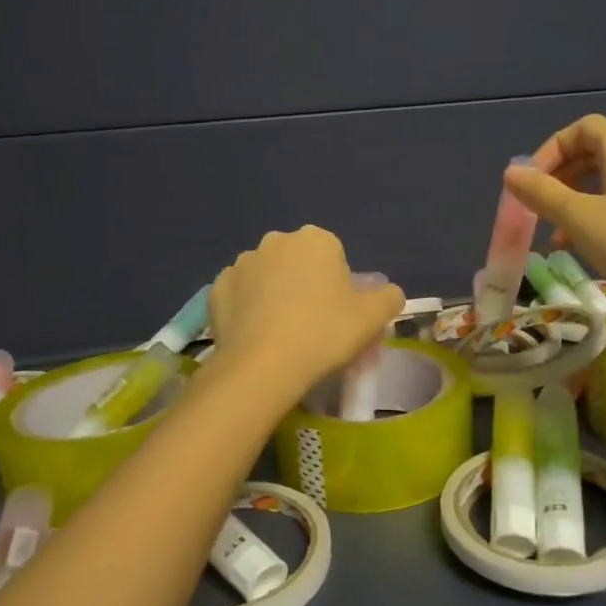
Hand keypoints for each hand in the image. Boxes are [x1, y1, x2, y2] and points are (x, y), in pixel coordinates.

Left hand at [210, 227, 404, 391]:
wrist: (263, 366)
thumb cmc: (324, 333)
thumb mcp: (373, 317)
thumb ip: (389, 297)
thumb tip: (389, 293)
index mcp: (315, 240)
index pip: (334, 257)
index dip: (339, 286)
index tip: (338, 314)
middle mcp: (276, 241)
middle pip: (298, 263)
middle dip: (305, 285)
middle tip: (312, 325)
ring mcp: (241, 263)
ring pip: (267, 278)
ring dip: (274, 296)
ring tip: (281, 335)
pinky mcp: (216, 289)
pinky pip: (240, 296)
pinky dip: (248, 310)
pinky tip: (256, 337)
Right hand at [504, 115, 605, 316]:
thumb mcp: (581, 220)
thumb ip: (542, 194)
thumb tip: (511, 172)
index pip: (583, 128)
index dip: (551, 150)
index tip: (531, 183)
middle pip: (598, 153)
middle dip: (563, 179)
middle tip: (542, 209)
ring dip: (582, 202)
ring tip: (560, 238)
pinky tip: (595, 250)